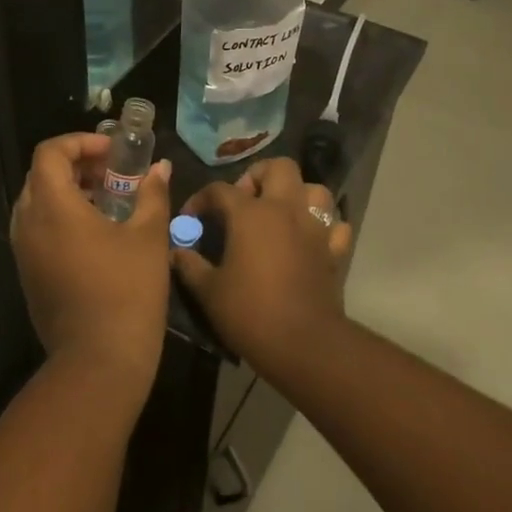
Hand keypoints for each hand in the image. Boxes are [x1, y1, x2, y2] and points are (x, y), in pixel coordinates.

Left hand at [10, 132, 173, 400]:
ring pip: (37, 203)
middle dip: (77, 165)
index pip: (50, 152)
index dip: (80, 142)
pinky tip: (97, 233)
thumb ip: (152, 194)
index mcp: (53, 207)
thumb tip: (160, 168)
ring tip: (108, 200)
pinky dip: (62, 217)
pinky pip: (38, 229)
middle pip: (41, 175)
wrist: (99, 360)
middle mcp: (28, 224)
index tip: (113, 152)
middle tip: (113, 172)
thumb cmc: (127, 291)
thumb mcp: (148, 236)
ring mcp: (24, 252)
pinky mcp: (29, 274)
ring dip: (69, 191)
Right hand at [172, 157, 351, 375]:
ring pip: (314, 189)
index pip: (220, 190)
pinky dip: (323, 226)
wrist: (302, 344)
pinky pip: (335, 225)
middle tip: (244, 200)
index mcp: (251, 213)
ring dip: (297, 194)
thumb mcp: (209, 291)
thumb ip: (190, 265)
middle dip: (258, 175)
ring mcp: (315, 228)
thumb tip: (177, 251)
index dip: (201, 199)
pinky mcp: (335, 251)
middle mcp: (286, 209)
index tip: (191, 217)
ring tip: (280, 213)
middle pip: (278, 167)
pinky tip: (310, 239)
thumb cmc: (250, 312)